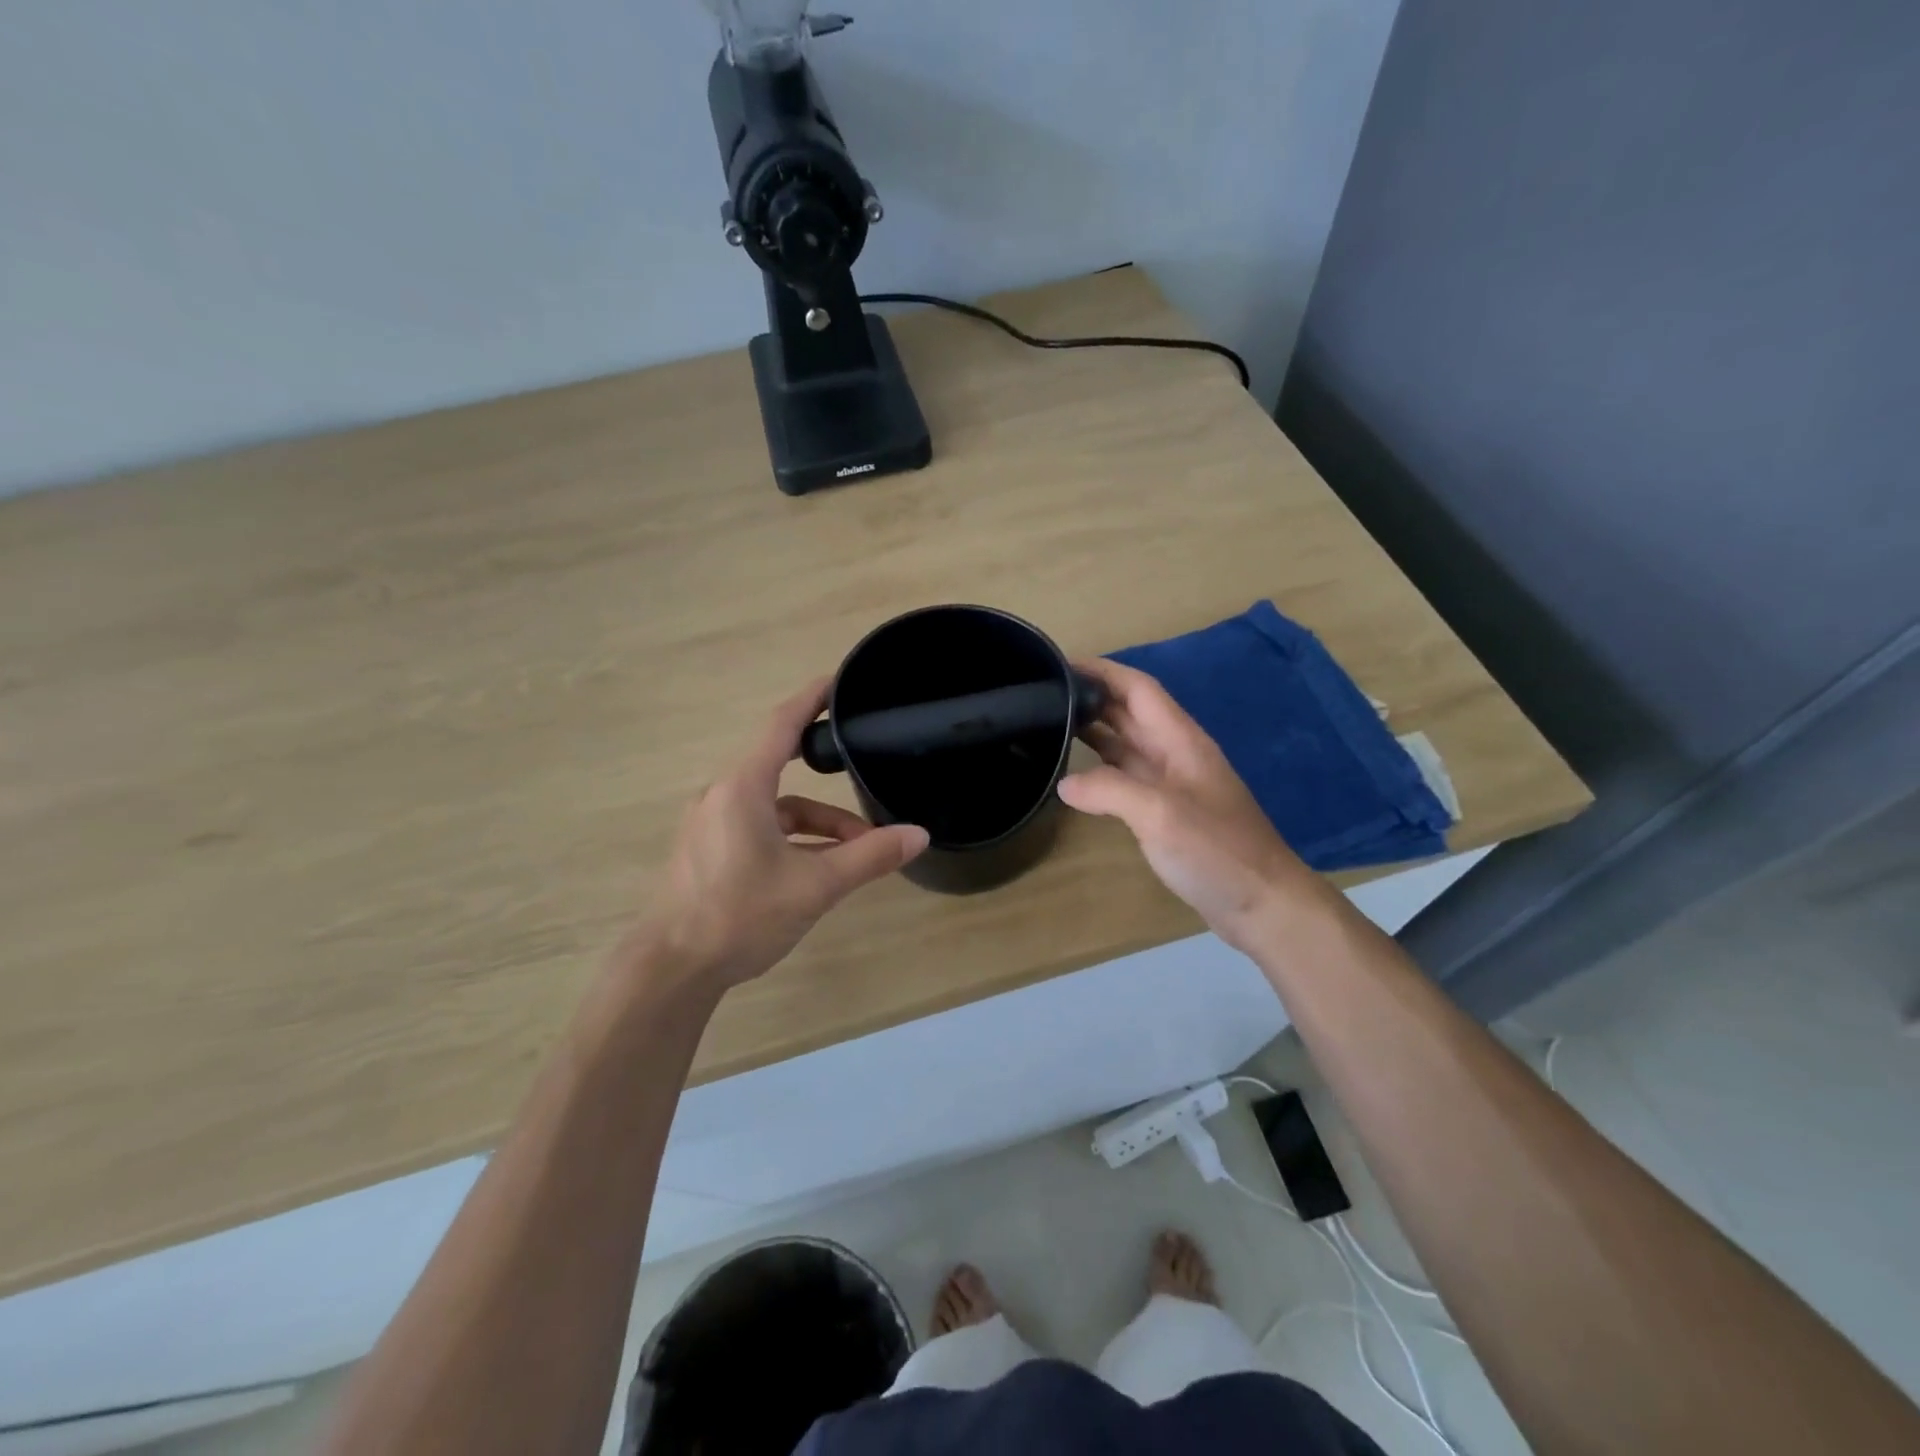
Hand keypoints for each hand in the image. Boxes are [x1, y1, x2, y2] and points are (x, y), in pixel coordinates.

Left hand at [645, 679, 929, 988]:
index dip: (811, 699)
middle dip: (828, 775)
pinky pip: (759, 829)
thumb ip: (868, 857)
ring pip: (775, 808)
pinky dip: (793, 839)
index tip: (837, 682)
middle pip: (783, 769)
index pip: (782, 725)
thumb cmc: (740, 915)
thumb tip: (918, 836)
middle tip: (860, 760)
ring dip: (817, 824)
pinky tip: (820, 869)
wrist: (670, 969)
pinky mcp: (707, 851)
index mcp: (743, 787)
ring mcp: (711, 825)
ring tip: (859, 850)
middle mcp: (722, 796)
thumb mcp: (815, 886)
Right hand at [1059, 658, 1315, 950]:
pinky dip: (1100, 768)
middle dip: (1091, 697)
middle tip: (1042, 695)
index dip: (1102, 671)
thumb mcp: (1159, 814)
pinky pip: (1127, 776)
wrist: (1263, 903)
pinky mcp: (1167, 811)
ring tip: (1049, 724)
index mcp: (1180, 740)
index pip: (1138, 688)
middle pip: (1130, 711)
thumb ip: (1109, 790)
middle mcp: (1175, 753)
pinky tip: (1076, 776)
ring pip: (1127, 743)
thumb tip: (1065, 783)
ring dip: (1093, 730)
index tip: (1060, 664)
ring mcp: (1172, 783)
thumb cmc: (1216, 851)